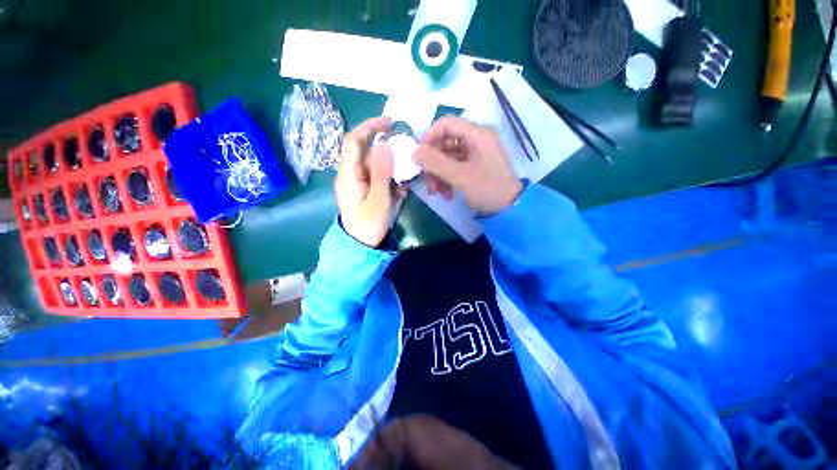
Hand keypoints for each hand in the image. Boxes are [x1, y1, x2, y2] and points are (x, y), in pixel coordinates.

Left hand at [335, 117, 403, 247]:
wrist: (362, 245)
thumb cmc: (368, 224)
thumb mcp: (378, 199)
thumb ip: (381, 173)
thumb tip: (384, 145)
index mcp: (349, 173)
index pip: (354, 141)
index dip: (369, 127)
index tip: (390, 123)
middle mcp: (352, 174)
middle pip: (369, 154)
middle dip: (389, 155)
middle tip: (406, 163)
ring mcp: (359, 182)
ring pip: (377, 167)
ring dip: (392, 172)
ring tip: (403, 185)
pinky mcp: (366, 190)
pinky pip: (379, 178)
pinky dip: (391, 181)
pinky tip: (400, 192)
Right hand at [413, 117, 522, 215]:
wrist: (509, 209)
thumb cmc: (487, 189)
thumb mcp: (460, 176)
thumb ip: (435, 163)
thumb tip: (413, 152)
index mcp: (477, 134)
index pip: (446, 124)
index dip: (429, 137)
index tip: (419, 156)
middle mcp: (476, 139)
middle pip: (444, 142)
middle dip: (433, 163)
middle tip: (427, 181)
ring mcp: (475, 153)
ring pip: (447, 157)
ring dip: (438, 174)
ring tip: (436, 192)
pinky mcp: (474, 166)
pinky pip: (454, 166)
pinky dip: (447, 179)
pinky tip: (447, 194)